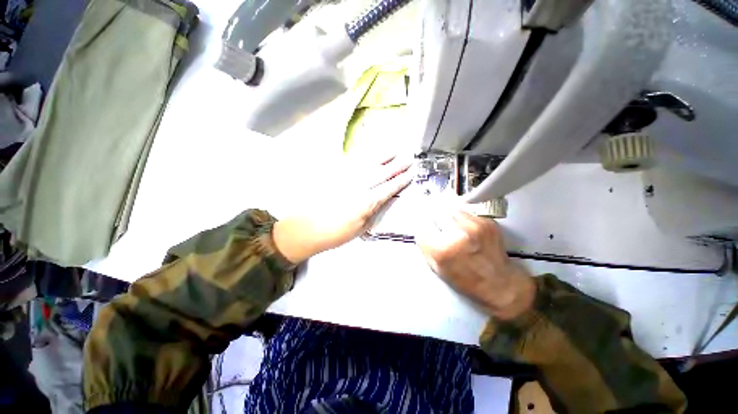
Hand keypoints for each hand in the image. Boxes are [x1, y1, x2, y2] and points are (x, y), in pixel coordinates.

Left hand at [273, 154, 412, 263]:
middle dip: (397, 164)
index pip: (389, 188)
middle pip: (382, 172)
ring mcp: (346, 178)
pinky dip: (365, 155)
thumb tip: (385, 199)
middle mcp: (358, 186)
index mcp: (366, 202)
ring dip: (384, 155)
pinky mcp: (336, 174)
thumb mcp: (361, 228)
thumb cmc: (336, 233)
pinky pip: (353, 161)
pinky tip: (372, 153)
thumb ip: (374, 211)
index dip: (401, 180)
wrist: (308, 228)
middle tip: (409, 157)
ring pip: (369, 163)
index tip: (411, 173)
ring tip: (395, 150)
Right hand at [416, 209, 535, 319]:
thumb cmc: (466, 280)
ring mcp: (474, 226)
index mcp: (442, 249)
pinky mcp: (486, 222)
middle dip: (434, 219)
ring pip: (451, 209)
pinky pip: (466, 213)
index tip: (425, 228)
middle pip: (436, 213)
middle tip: (439, 226)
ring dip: (448, 217)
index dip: (422, 227)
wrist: (500, 283)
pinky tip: (466, 230)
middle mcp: (457, 234)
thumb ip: (425, 246)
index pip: (422, 226)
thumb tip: (421, 228)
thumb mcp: (437, 268)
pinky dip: (462, 219)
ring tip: (453, 227)